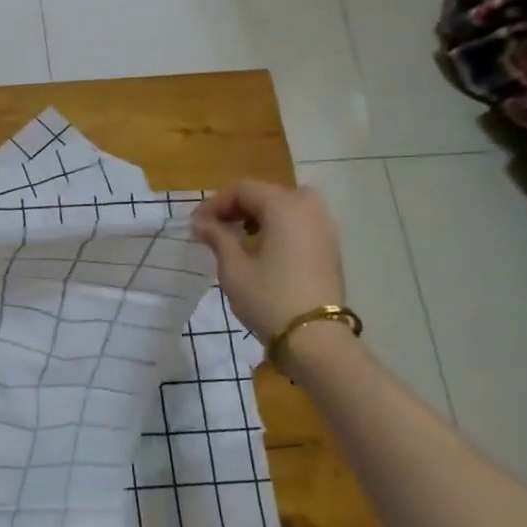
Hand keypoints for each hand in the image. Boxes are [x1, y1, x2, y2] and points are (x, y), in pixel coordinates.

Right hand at [190, 180, 345, 343]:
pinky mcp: (330, 247)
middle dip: (239, 207)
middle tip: (218, 228)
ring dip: (261, 215)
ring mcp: (325, 228)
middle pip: (268, 193)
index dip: (216, 204)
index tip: (196, 225)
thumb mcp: (233, 267)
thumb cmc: (268, 298)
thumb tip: (200, 223)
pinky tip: (264, 250)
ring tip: (241, 238)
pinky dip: (280, 227)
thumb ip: (217, 237)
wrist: (313, 337)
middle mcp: (309, 209)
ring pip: (288, 206)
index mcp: (284, 207)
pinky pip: (301, 223)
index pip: (244, 190)